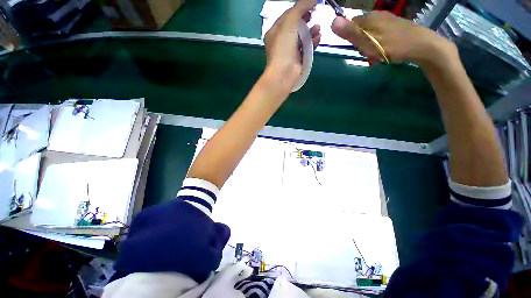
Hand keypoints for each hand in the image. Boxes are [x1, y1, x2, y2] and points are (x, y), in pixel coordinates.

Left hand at [264, 0, 320, 90]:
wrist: (284, 74)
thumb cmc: (283, 48)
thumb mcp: (289, 23)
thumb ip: (299, 8)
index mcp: (275, 32)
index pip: (287, 15)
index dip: (299, 8)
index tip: (311, 4)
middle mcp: (282, 41)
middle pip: (296, 25)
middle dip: (306, 19)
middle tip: (315, 13)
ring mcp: (290, 51)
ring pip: (302, 37)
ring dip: (311, 31)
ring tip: (318, 28)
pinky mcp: (298, 59)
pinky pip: (307, 47)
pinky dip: (313, 42)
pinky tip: (318, 38)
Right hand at [331, 11, 456, 67]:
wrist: (421, 46)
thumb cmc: (392, 45)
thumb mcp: (367, 41)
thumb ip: (350, 33)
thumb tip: (332, 21)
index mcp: (369, 18)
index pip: (350, 25)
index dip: (350, 38)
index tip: (356, 48)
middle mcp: (377, 15)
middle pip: (360, 30)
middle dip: (360, 43)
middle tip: (367, 53)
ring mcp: (387, 20)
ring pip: (369, 33)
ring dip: (368, 45)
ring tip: (376, 55)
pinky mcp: (395, 26)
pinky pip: (379, 34)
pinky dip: (378, 43)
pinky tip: (383, 50)